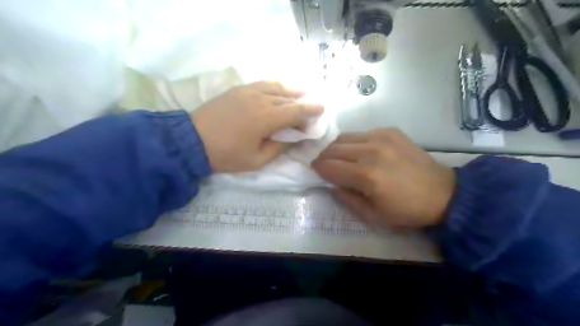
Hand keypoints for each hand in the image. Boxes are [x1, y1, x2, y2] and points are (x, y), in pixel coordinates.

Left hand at [193, 80, 324, 173]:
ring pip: (276, 87)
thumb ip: (279, 148)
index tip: (322, 110)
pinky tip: (279, 89)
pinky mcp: (238, 89)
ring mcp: (248, 91)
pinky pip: (262, 83)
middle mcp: (260, 99)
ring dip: (291, 90)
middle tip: (311, 109)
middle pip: (288, 99)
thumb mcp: (256, 160)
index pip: (296, 111)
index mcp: (266, 118)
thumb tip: (294, 139)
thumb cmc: (226, 155)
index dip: (311, 111)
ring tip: (301, 92)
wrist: (192, 141)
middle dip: (303, 104)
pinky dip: (275, 85)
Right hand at [311, 129, 455, 227]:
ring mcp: (381, 138)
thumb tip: (331, 185)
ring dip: (336, 148)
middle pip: (333, 149)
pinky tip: (360, 151)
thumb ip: (347, 199)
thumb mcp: (373, 216)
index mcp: (366, 176)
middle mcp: (371, 151)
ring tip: (338, 157)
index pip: (329, 166)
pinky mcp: (390, 131)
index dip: (318, 169)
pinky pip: (361, 133)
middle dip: (323, 157)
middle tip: (324, 165)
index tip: (315, 172)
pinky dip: (354, 142)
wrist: (442, 193)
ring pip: (345, 137)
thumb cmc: (406, 210)